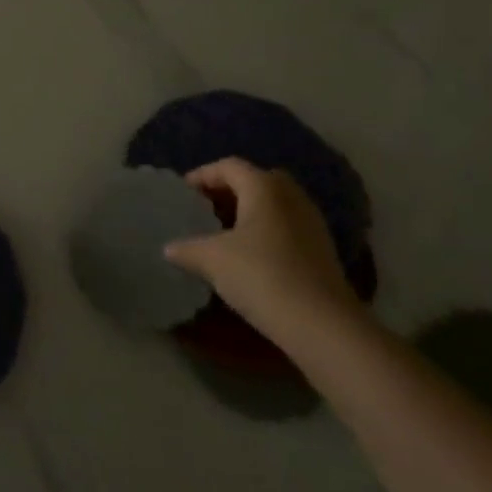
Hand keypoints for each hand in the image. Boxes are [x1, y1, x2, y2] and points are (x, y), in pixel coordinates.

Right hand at [163, 158, 366, 345]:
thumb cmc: (261, 276)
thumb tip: (169, 248)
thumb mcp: (211, 260)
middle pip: (255, 180)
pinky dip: (265, 231)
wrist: (322, 325)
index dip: (202, 175)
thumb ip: (186, 248)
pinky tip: (249, 256)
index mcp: (264, 187)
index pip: (228, 166)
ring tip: (223, 234)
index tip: (182, 193)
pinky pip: (286, 226)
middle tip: (205, 209)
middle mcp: (291, 196)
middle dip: (228, 191)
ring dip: (248, 212)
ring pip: (273, 205)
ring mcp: (311, 222)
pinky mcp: (322, 250)